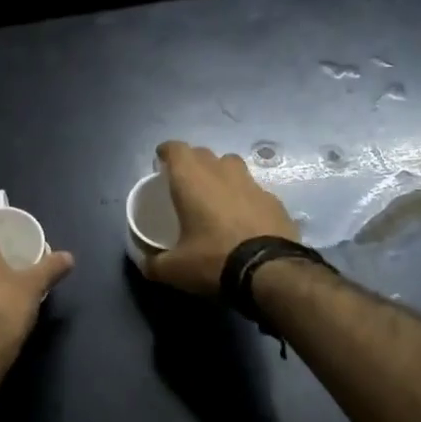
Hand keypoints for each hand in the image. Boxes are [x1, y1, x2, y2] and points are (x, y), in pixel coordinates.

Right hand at [144, 141, 298, 297]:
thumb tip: (145, 264)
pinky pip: (253, 189)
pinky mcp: (274, 201)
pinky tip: (243, 218)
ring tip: (216, 195)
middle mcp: (221, 173)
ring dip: (220, 174)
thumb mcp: (175, 270)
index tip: (161, 163)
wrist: (272, 273)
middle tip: (185, 183)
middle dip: (192, 163)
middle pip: (203, 154)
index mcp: (192, 180)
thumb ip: (154, 263)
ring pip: (231, 165)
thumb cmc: (214, 261)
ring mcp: (252, 184)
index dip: (166, 153)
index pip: (176, 149)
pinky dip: (244, 197)